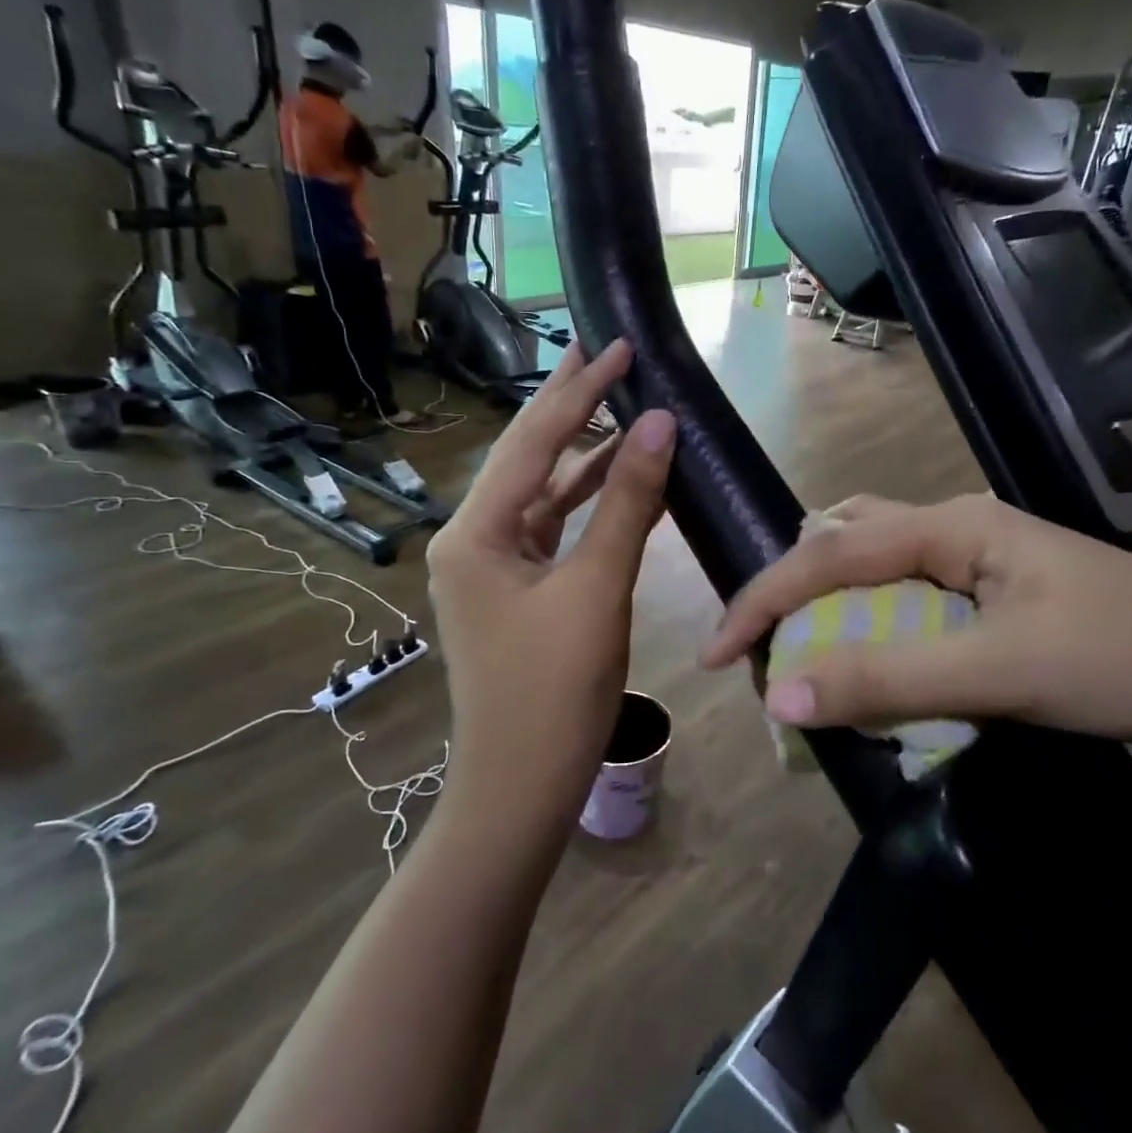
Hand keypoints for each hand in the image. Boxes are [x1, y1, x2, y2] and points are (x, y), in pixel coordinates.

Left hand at [426, 340, 675, 831]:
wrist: (522, 787)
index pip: (534, 441)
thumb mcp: (597, 589)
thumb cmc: (555, 692)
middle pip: (529, 458)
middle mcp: (474, 539)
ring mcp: (494, 566)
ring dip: (585, 455)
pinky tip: (621, 480)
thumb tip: (657, 423)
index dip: (580, 390)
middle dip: (570, 406)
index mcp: (477, 532)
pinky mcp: (517, 591)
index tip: (619, 345)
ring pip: (544, 494)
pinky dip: (588, 504)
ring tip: (622, 405)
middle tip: (606, 354)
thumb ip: (627, 503)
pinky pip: (555, 531)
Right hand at [702, 494, 1131, 747]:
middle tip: (763, 645)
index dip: (765, 599)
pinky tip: (872, 661)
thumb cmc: (1127, 659)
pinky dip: (874, 629)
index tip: (718, 655)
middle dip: (794, 589)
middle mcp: (956, 529)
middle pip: (845, 540)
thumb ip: (888, 681)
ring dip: (833, 607)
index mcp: (951, 525)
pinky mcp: (995, 597)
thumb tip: (780, 697)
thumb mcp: (1000, 672)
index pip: (829, 552)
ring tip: (803, 652)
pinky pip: (909, 602)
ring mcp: (978, 563)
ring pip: (877, 568)